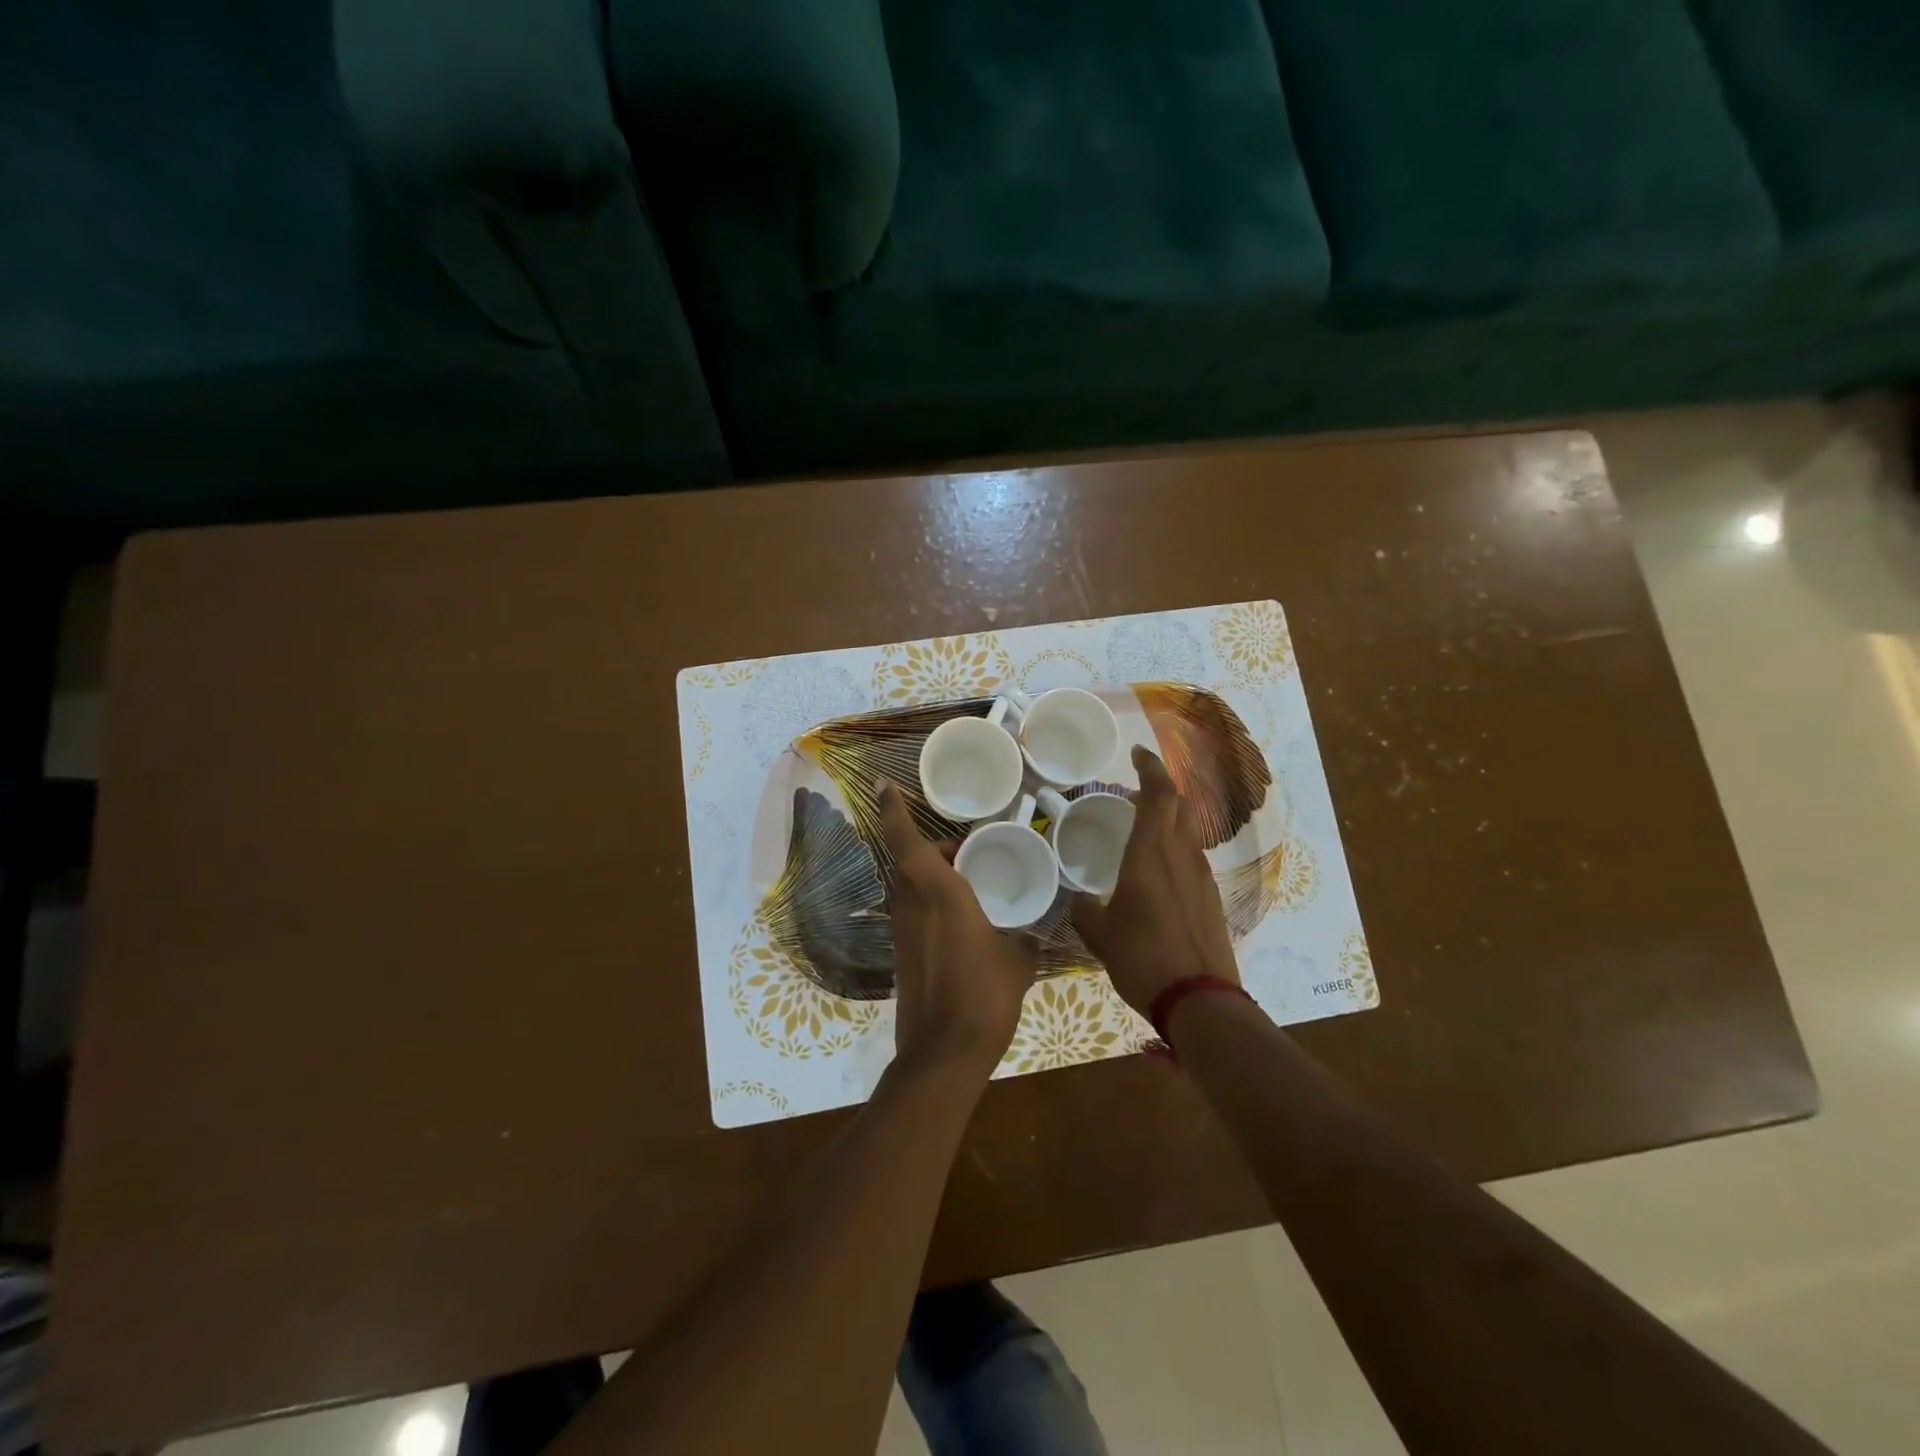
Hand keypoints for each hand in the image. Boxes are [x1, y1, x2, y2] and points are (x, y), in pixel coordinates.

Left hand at [878, 781, 1037, 1077]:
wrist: (943, 1053)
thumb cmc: (984, 993)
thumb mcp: (1017, 960)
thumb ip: (1024, 939)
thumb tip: (1035, 936)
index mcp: (937, 892)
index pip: (905, 840)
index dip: (892, 809)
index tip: (883, 785)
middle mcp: (910, 904)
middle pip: (911, 861)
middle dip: (935, 849)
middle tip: (970, 851)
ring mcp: (901, 930)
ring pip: (912, 886)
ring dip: (934, 877)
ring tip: (973, 884)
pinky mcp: (902, 953)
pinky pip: (916, 912)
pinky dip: (934, 903)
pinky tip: (965, 923)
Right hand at [1072, 745, 1239, 1015]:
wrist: (1200, 999)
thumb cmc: (1143, 957)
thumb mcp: (1100, 934)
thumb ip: (1086, 909)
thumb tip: (1082, 901)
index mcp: (1152, 853)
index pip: (1159, 794)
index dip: (1150, 768)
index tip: (1139, 753)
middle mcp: (1182, 856)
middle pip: (1180, 806)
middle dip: (1161, 788)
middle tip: (1137, 789)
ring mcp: (1202, 878)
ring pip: (1188, 833)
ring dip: (1169, 820)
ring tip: (1143, 829)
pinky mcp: (1211, 900)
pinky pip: (1192, 860)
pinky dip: (1175, 850)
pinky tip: (1157, 873)